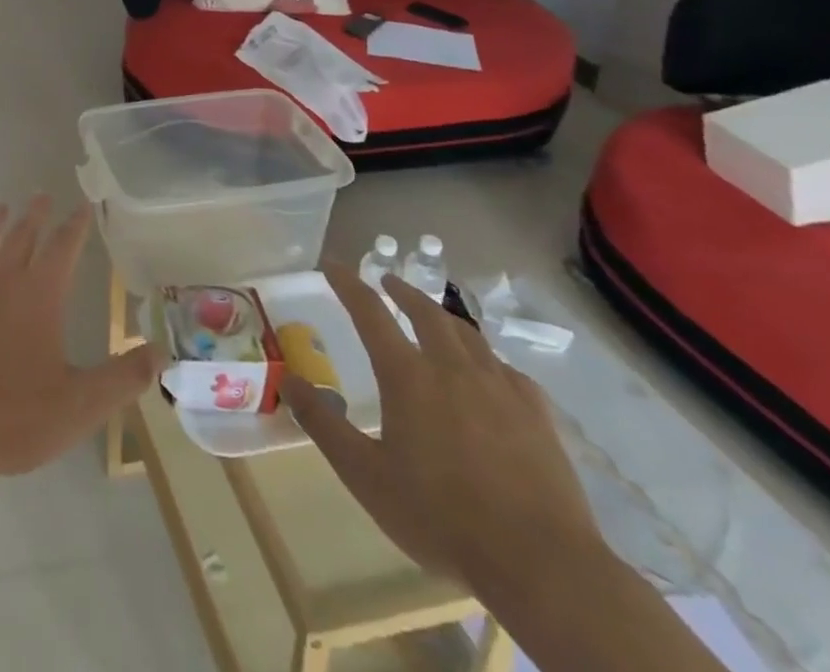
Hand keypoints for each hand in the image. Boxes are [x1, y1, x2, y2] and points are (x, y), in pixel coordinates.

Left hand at [0, 195, 159, 482]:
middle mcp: (1, 277)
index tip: (83, 206)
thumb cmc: (16, 418)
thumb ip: (124, 376)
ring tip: (0, 209)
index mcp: (40, 294)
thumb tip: (163, 351)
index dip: (75, 225)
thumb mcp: (81, 405)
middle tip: (41, 196)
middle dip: (35, 214)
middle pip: (21, 234)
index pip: (63, 246)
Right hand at [282, 269, 607, 600]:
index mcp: (407, 375)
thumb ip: (323, 424)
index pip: (370, 312)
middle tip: (388, 282)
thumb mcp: (364, 475)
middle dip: (403, 291)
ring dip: (443, 317)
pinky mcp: (537, 415)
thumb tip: (288, 380)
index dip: (348, 284)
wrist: (541, 565)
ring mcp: (500, 388)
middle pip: (425, 312)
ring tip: (434, 317)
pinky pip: (507, 369)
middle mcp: (452, 368)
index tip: (333, 265)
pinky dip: (487, 358)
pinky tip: (489, 371)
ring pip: (468, 334)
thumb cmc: (440, 517)